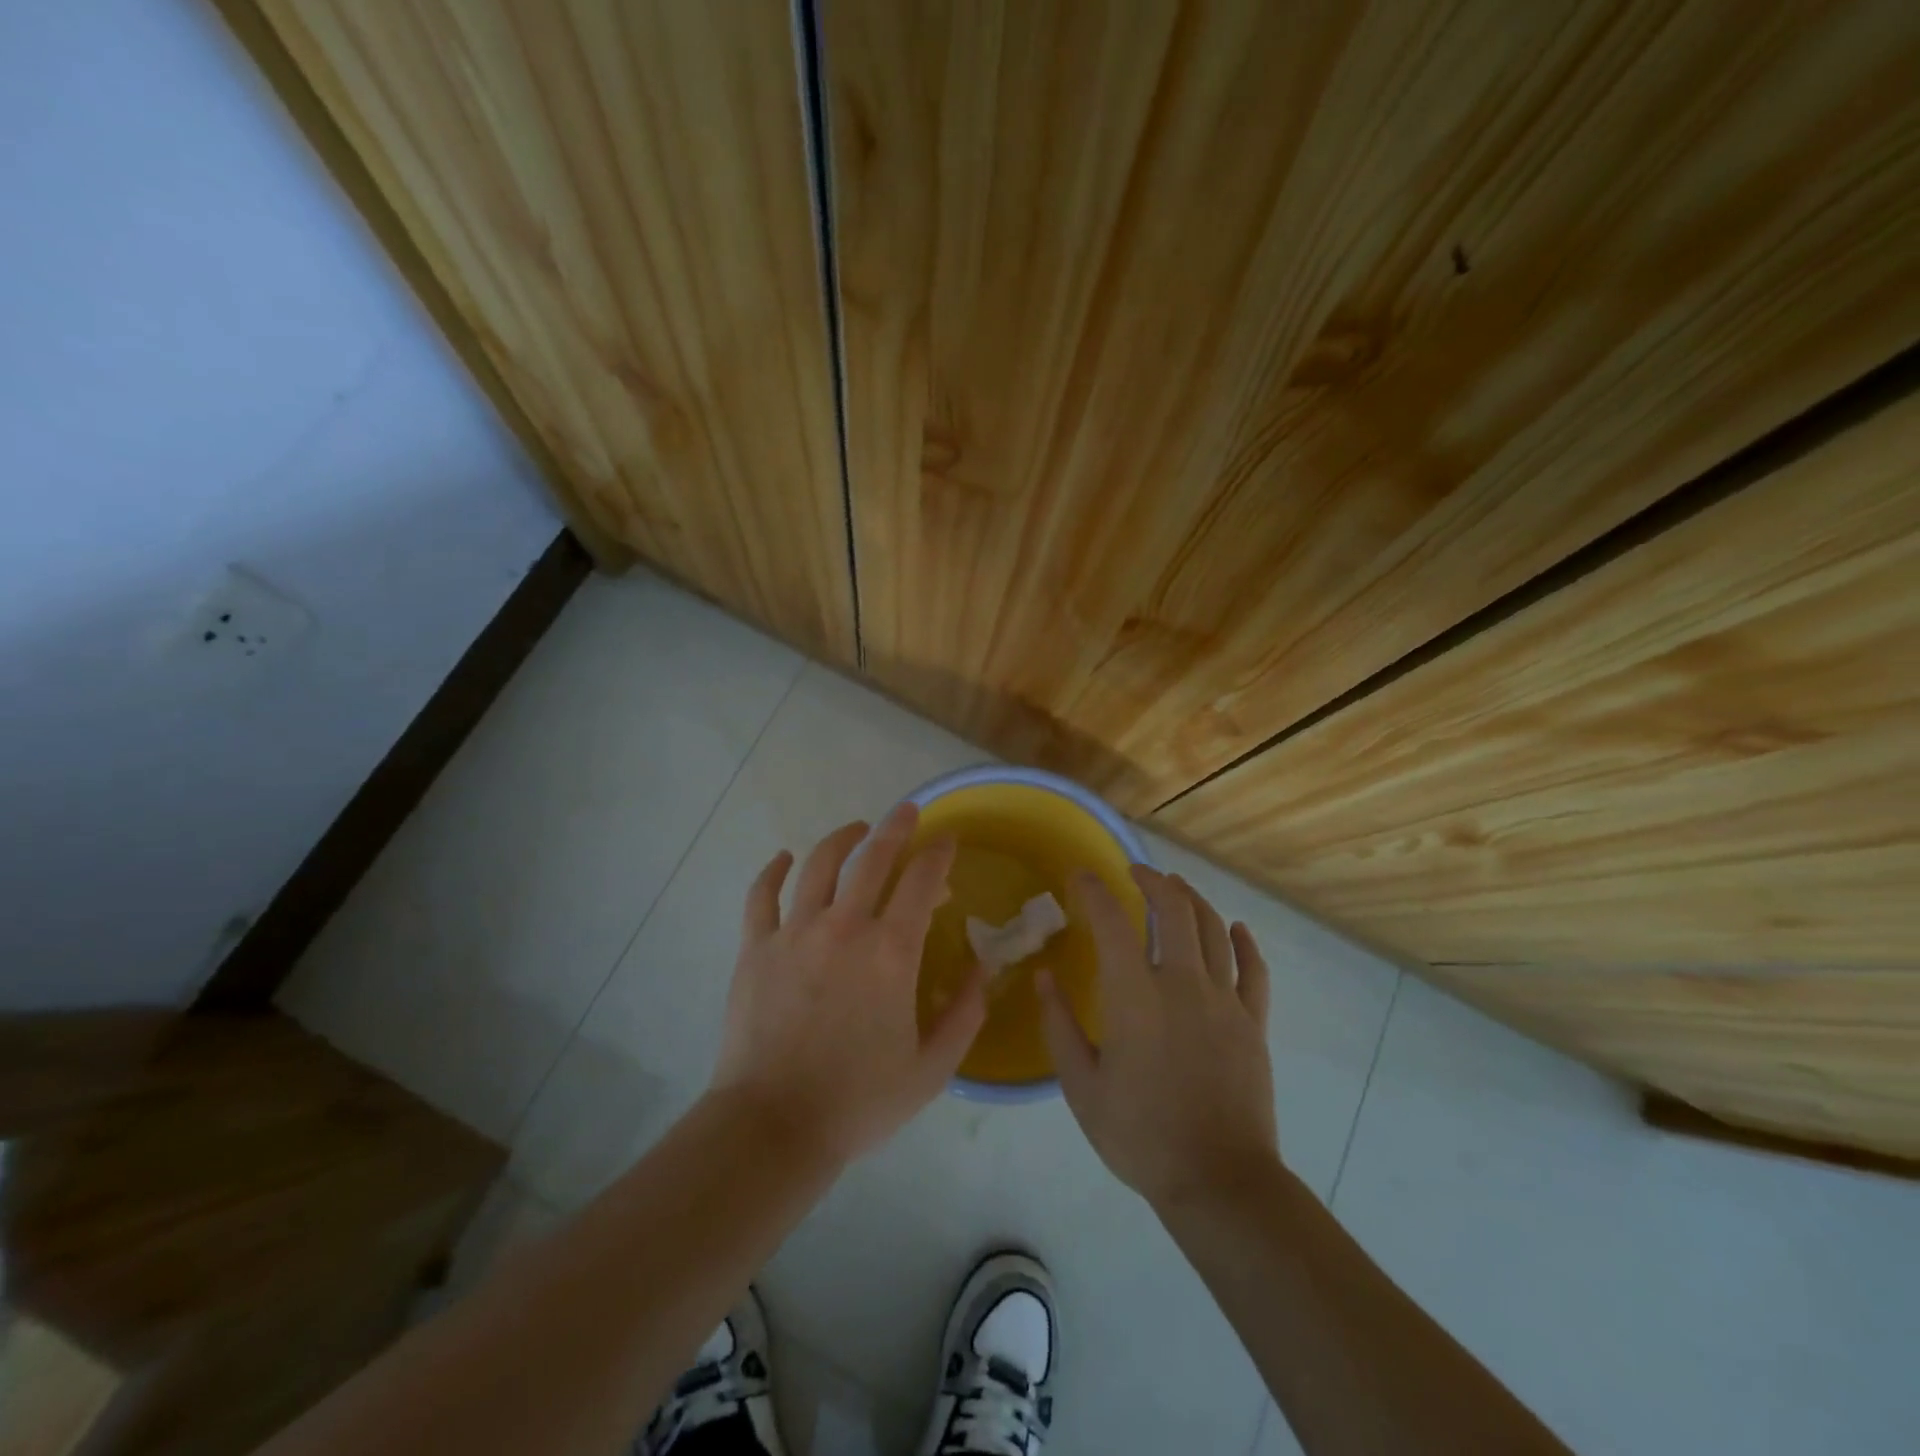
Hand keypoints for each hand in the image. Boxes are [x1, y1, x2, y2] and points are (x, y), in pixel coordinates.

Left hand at [709, 802, 987, 1165]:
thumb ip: (965, 1013)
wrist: (773, 1126)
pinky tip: (784, 858)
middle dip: (896, 828)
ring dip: (842, 839)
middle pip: (873, 858)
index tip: (948, 839)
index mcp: (890, 952)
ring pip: (819, 865)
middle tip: (907, 812)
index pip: (921, 881)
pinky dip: (773, 870)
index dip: (939, 853)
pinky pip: (762, 895)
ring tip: (856, 829)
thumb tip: (983, 968)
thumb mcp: (932, 1068)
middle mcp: (844, 927)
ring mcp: (794, 932)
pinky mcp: (756, 947)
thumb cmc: (859, 1100)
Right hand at [1039, 867, 1277, 1211]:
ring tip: (1176, 887)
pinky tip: (1235, 928)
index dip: (1094, 890)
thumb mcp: (1082, 1086)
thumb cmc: (1140, 1135)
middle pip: (1174, 909)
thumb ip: (1059, 1025)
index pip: (1112, 922)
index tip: (1081, 875)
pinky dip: (1244, 942)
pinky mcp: (1254, 1023)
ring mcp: (1225, 1001)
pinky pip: (1254, 969)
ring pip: (1214, 929)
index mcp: (1135, 996)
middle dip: (1153, 881)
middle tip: (1136, 872)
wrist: (1219, 1181)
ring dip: (1193, 899)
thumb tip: (1043, 977)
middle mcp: (1183, 984)